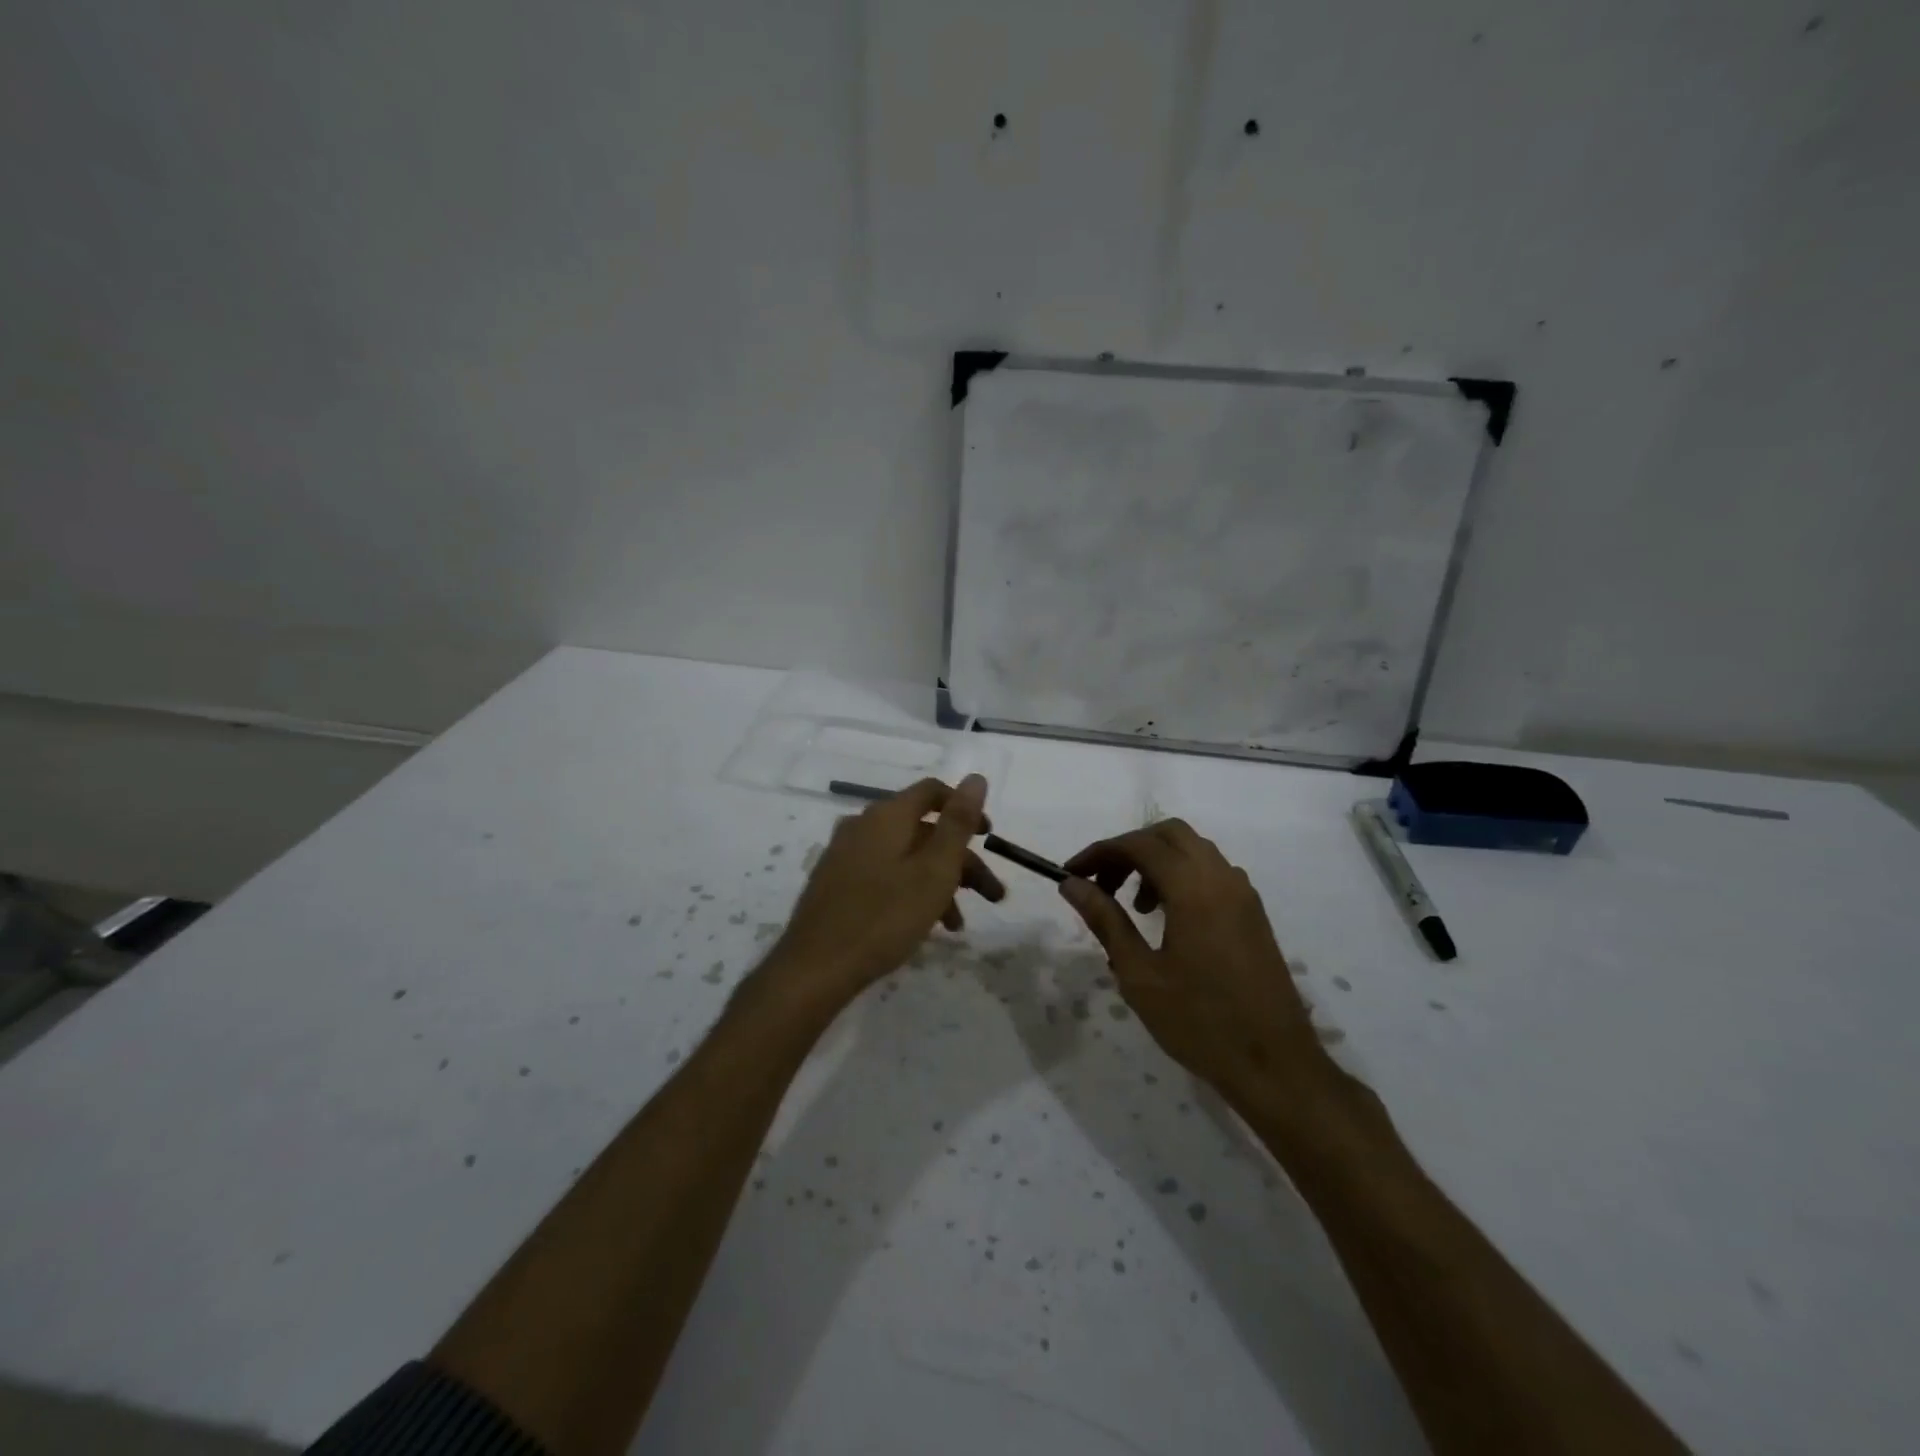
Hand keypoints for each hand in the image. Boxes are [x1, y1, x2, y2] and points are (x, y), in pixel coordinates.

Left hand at [767, 776, 1004, 1006]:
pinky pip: (884, 875)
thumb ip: (958, 822)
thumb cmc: (884, 917)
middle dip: (961, 860)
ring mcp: (845, 855)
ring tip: (957, 924)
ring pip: (905, 857)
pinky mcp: (835, 883)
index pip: (932, 791)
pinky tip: (922, 926)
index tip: (989, 837)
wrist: (815, 968)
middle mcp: (863, 826)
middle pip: (923, 830)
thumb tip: (975, 778)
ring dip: (938, 882)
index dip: (964, 809)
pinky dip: (910, 891)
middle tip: (991, 895)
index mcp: (887, 816)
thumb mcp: (934, 870)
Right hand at [1059, 820, 1329, 1107]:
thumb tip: (1071, 884)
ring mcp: (1243, 894)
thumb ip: (1105, 920)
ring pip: (1193, 851)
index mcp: (1194, 888)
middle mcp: (1222, 878)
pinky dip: (1181, 877)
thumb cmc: (1199, 1022)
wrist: (1275, 1065)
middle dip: (1130, 849)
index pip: (1139, 845)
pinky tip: (1166, 919)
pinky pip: (1212, 873)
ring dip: (1157, 862)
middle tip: (1102, 883)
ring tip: (1132, 907)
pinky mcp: (1253, 914)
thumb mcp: (1139, 973)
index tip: (1071, 874)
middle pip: (1169, 835)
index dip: (1100, 852)